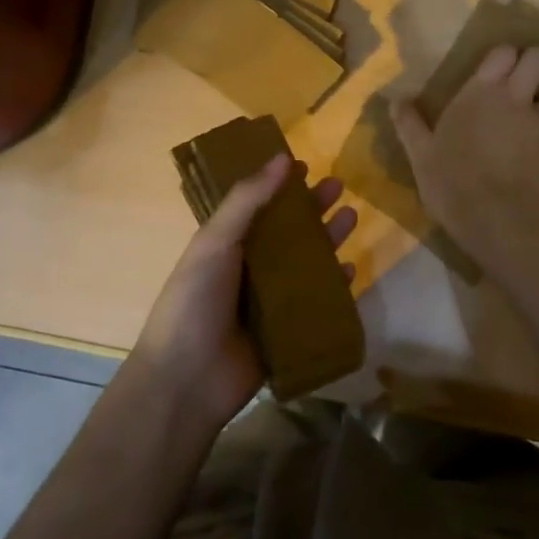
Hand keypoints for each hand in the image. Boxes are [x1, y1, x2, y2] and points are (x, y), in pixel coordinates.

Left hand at [128, 153, 357, 433]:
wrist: (187, 380)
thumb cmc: (194, 301)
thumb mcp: (215, 241)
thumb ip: (247, 200)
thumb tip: (282, 158)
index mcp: (226, 244)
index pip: (258, 205)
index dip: (280, 185)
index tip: (306, 164)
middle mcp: (249, 268)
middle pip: (288, 231)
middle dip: (312, 209)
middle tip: (339, 186)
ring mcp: (269, 301)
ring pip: (306, 263)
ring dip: (328, 240)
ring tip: (351, 217)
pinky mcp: (286, 331)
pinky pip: (316, 303)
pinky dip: (334, 287)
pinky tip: (351, 271)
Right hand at [392, 45, 538, 267]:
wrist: (496, 220)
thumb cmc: (451, 182)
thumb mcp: (420, 154)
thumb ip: (410, 123)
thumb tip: (395, 100)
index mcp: (481, 93)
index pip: (503, 52)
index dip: (504, 57)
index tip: (498, 70)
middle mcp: (518, 98)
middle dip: (537, 64)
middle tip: (527, 84)